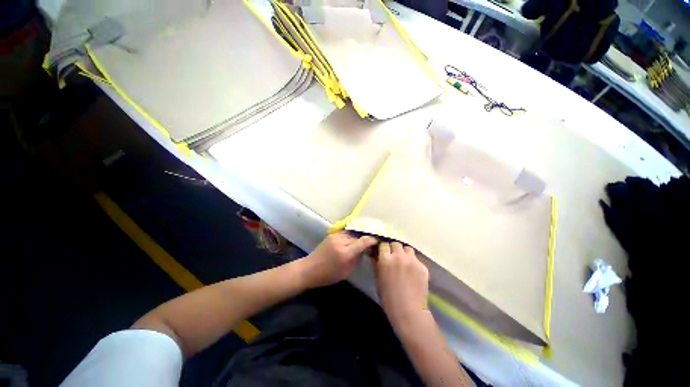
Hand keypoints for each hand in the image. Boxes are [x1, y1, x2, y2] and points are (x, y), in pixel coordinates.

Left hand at [301, 232, 377, 287]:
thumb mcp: (347, 271)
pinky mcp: (333, 234)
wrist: (309, 269)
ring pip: (353, 232)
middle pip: (359, 235)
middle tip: (374, 240)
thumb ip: (358, 258)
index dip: (373, 240)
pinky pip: (347, 232)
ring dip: (360, 235)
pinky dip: (353, 234)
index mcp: (345, 253)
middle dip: (367, 237)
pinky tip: (356, 237)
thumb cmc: (329, 275)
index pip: (364, 241)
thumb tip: (366, 249)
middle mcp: (341, 241)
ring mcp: (336, 235)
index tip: (379, 241)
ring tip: (366, 238)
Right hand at [374, 242, 429, 325]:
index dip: (383, 248)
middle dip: (394, 249)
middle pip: (396, 244)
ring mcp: (412, 260)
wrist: (408, 310)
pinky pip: (416, 259)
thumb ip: (377, 263)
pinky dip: (413, 262)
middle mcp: (399, 256)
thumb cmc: (388, 296)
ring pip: (407, 249)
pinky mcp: (422, 266)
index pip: (384, 244)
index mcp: (385, 259)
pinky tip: (412, 271)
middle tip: (394, 257)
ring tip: (404, 261)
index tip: (384, 252)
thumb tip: (376, 254)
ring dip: (404, 253)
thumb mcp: (378, 278)